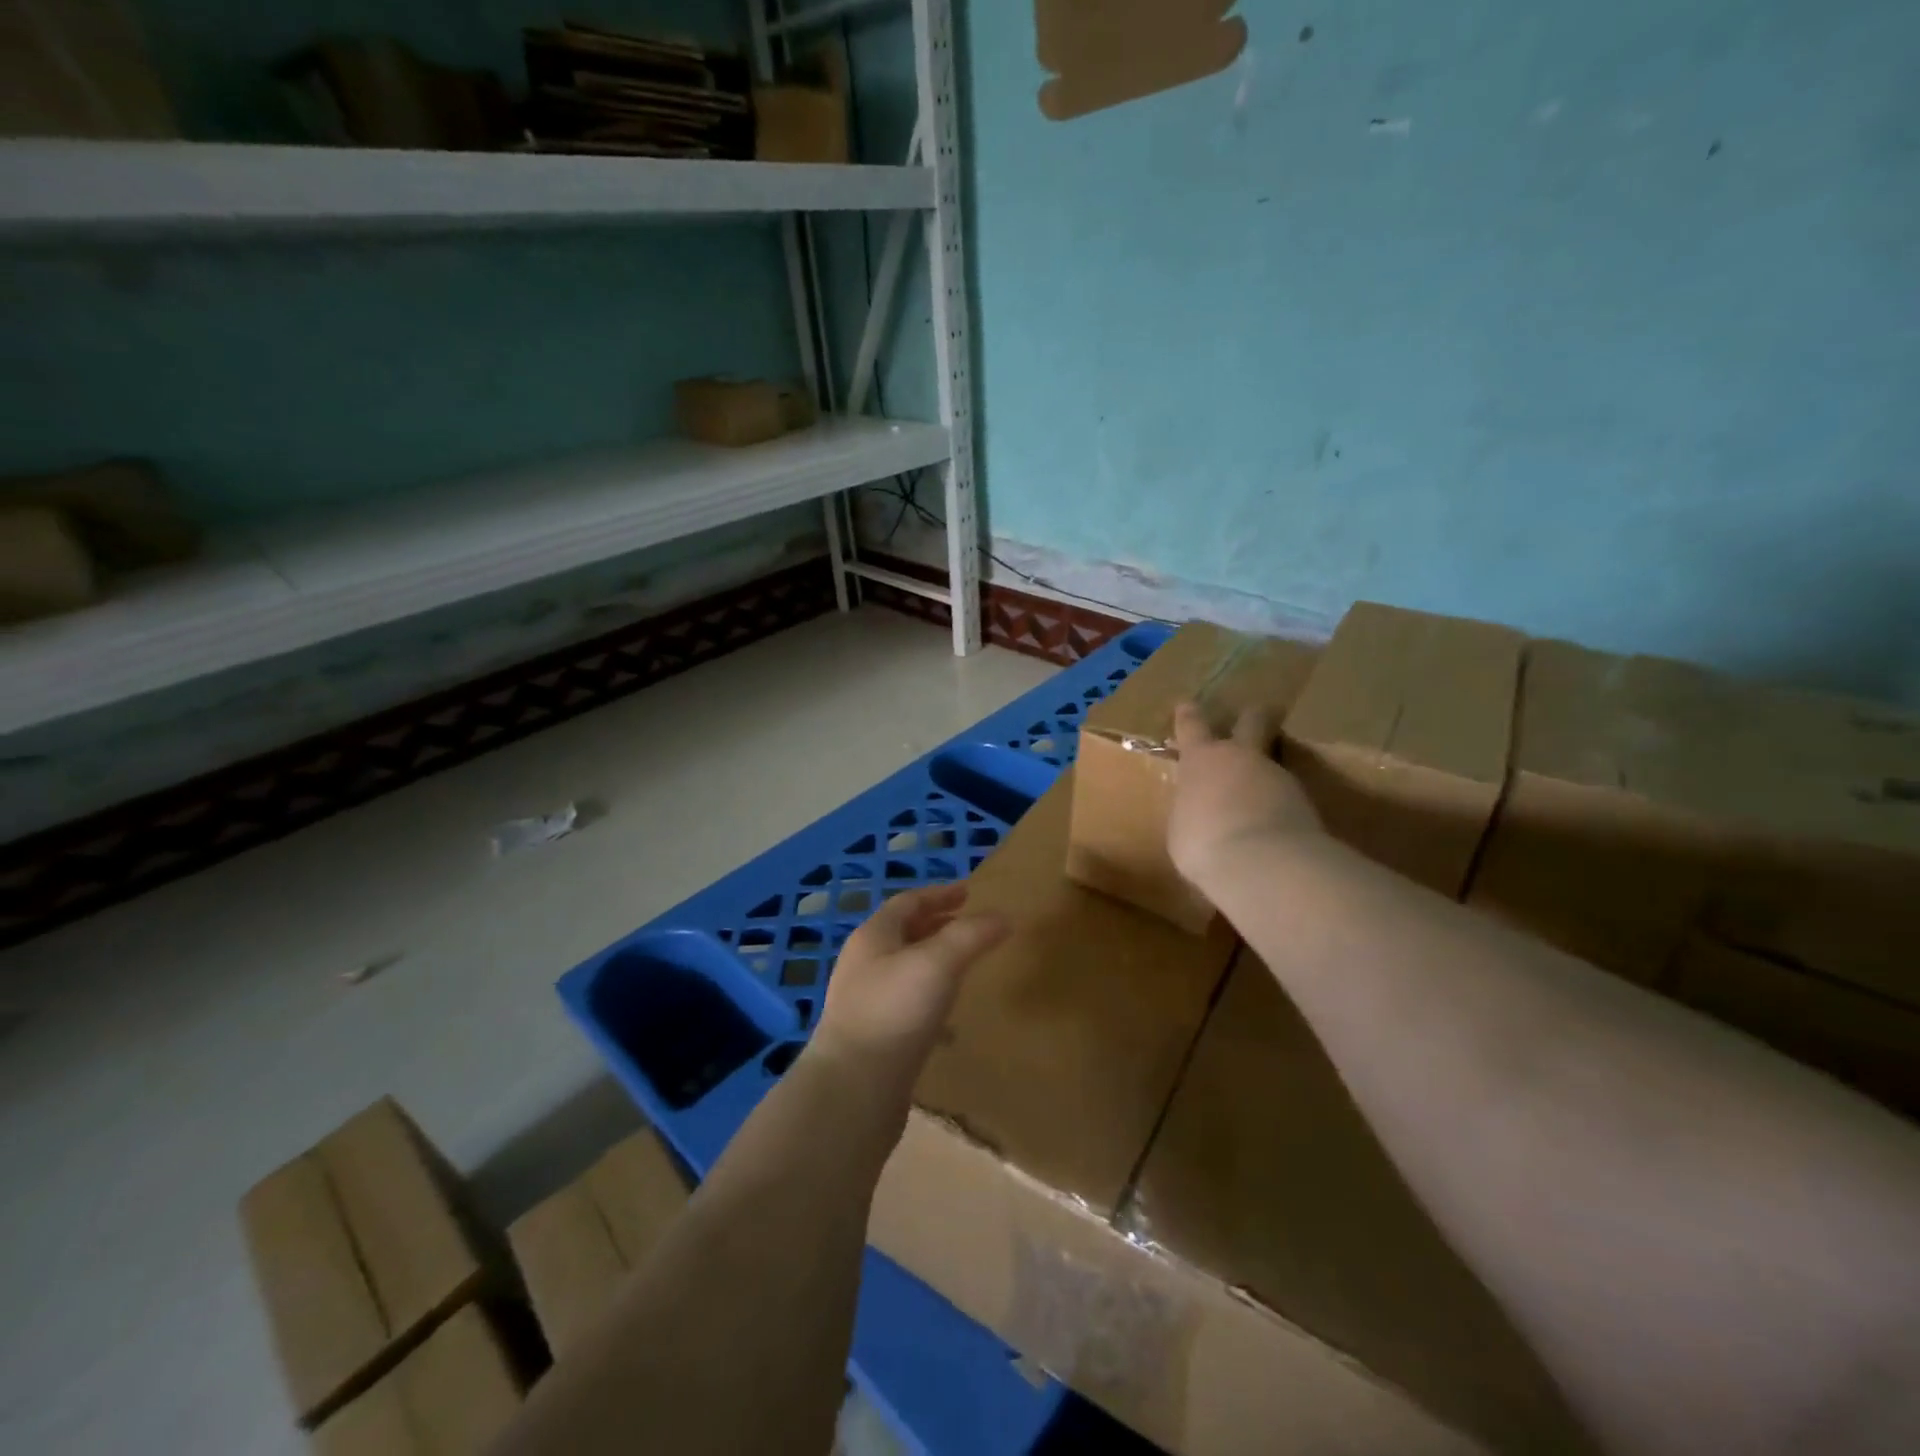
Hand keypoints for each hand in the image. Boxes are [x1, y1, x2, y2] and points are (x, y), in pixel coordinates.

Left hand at [813, 882, 1008, 1088]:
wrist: (853, 1090)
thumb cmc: (894, 1011)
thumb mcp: (938, 962)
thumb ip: (972, 936)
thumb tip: (1004, 916)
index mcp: (873, 937)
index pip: (908, 902)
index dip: (940, 893)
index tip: (970, 891)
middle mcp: (864, 964)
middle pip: (903, 933)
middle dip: (936, 925)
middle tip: (969, 925)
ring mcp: (865, 1002)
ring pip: (904, 969)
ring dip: (933, 962)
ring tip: (965, 967)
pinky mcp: (873, 1038)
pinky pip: (906, 1004)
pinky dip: (930, 998)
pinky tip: (949, 1020)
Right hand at [1168, 702, 1323, 890]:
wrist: (1262, 863)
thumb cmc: (1203, 843)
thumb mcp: (1181, 828)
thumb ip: (1191, 810)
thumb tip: (1199, 811)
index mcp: (1202, 760)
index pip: (1192, 726)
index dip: (1188, 715)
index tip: (1187, 705)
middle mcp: (1241, 757)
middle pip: (1252, 721)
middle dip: (1253, 716)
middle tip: (1257, 715)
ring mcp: (1277, 776)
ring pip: (1272, 764)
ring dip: (1265, 776)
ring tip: (1259, 801)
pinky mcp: (1305, 802)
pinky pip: (1286, 797)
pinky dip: (1279, 808)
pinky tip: (1274, 829)